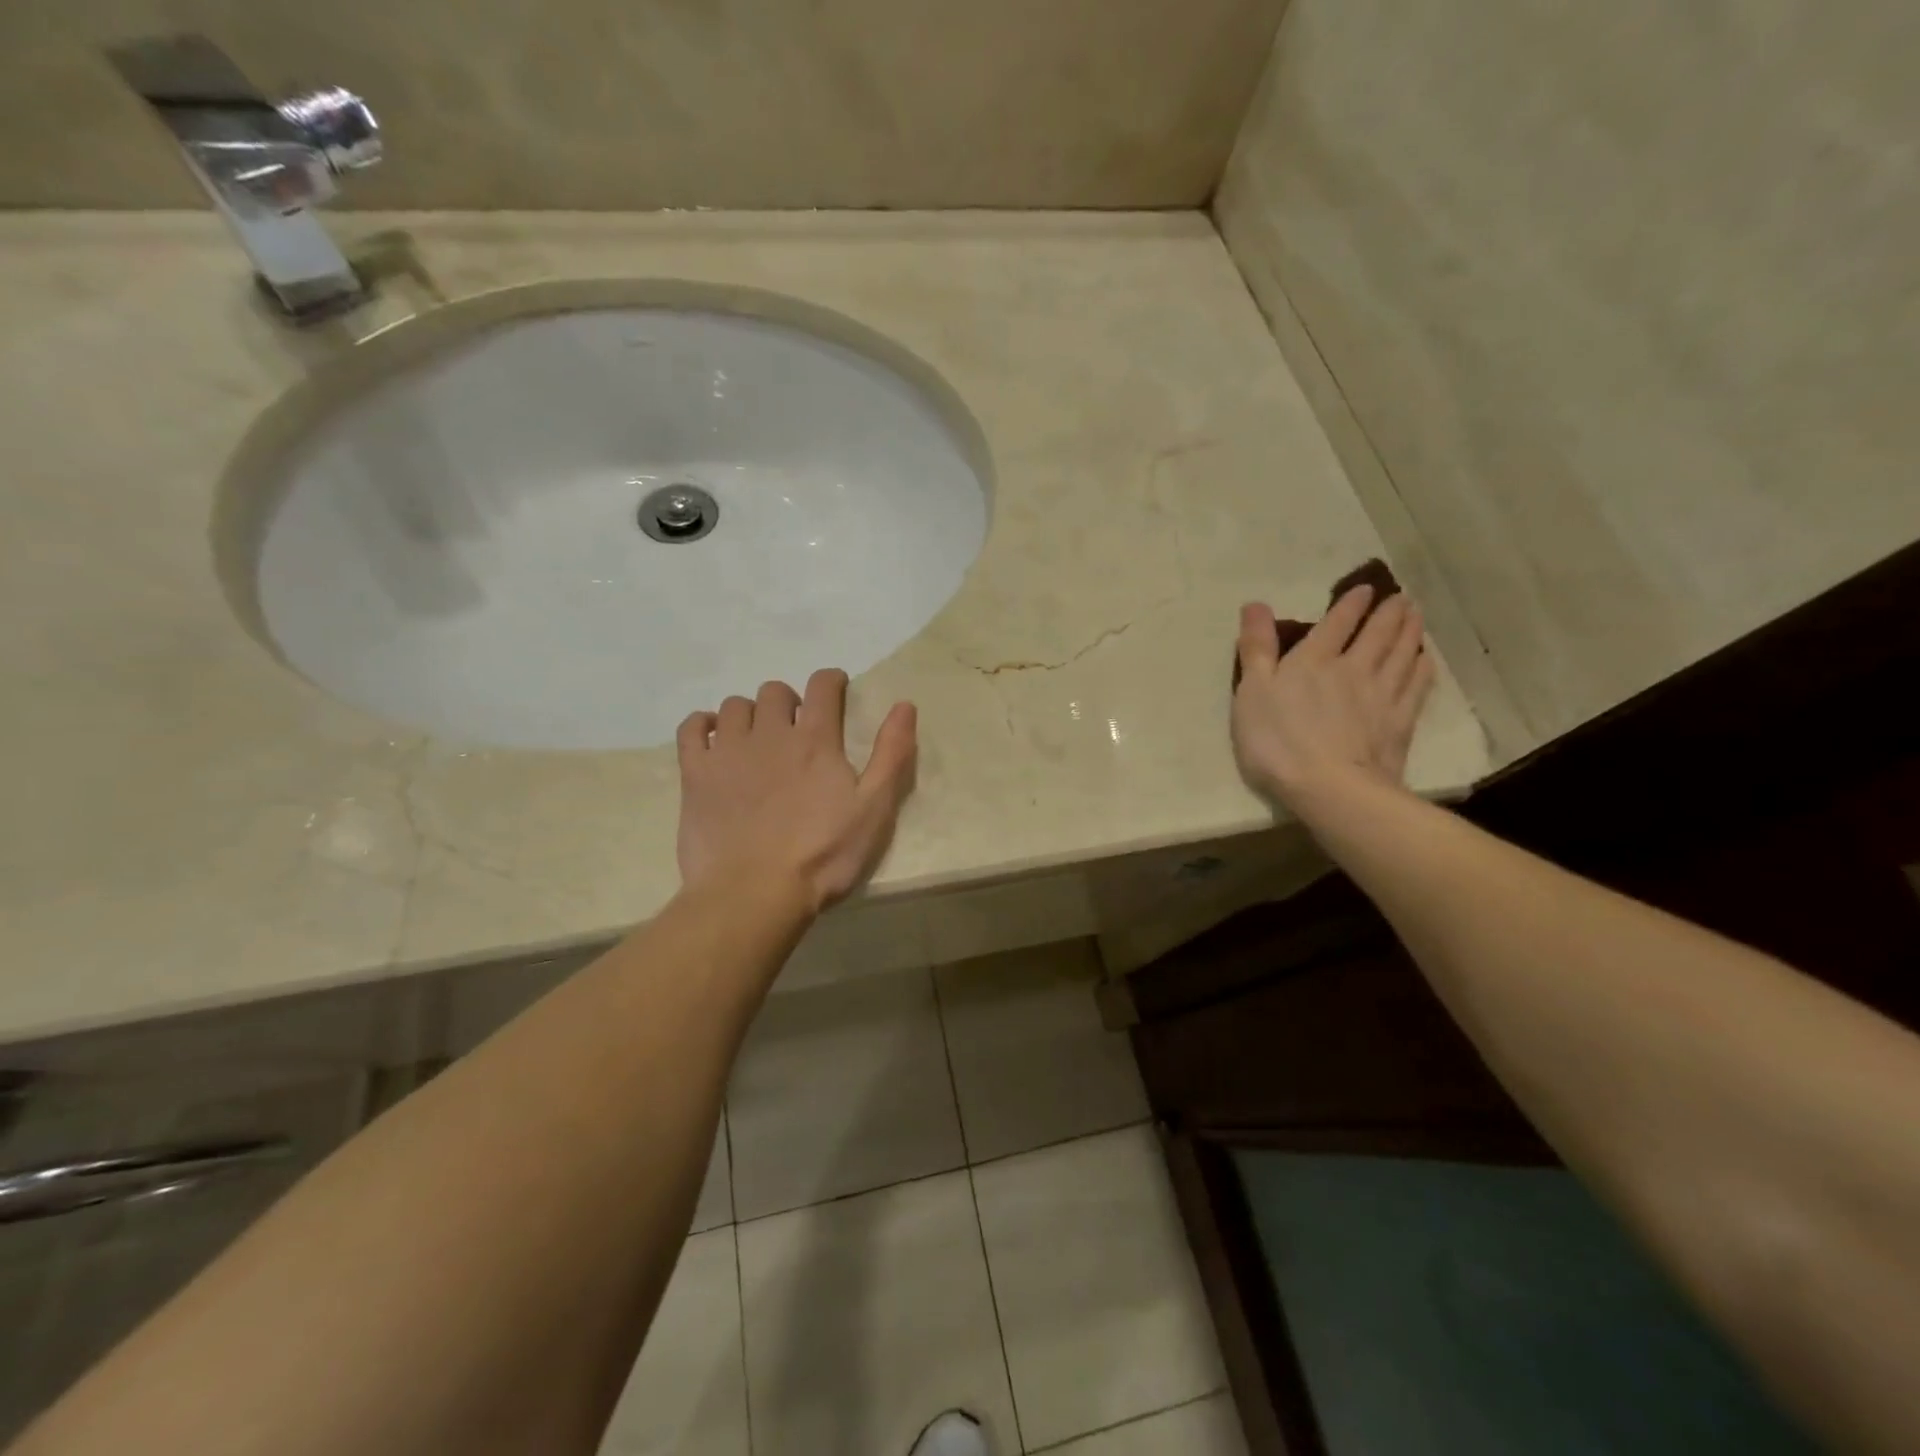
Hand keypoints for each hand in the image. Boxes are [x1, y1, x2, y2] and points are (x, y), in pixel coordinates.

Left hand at [676, 670, 917, 913]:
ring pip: (735, 706)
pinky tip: (713, 738)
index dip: (832, 681)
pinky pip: (691, 728)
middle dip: (789, 702)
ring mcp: (728, 752)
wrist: (753, 894)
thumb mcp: (874, 809)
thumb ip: (891, 754)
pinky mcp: (695, 774)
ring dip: (750, 715)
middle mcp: (769, 733)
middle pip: (775, 692)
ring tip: (757, 740)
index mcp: (815, 740)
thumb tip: (904, 704)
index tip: (837, 690)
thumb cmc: (822, 856)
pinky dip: (702, 724)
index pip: (823, 685)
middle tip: (796, 729)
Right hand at [1231, 586, 1434, 809]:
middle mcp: (1353, 668)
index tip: (1365, 589)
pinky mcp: (1400, 721)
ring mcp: (1381, 694)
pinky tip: (1425, 659)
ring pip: (1401, 653)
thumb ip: (1256, 648)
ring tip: (1416, 616)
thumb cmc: (1278, 741)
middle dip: (1389, 612)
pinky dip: (1422, 667)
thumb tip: (1256, 604)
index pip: (1337, 622)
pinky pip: (1417, 685)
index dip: (1351, 603)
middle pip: (1377, 633)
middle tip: (1401, 598)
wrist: (1331, 787)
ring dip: (1410, 631)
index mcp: (1314, 660)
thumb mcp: (1252, 692)